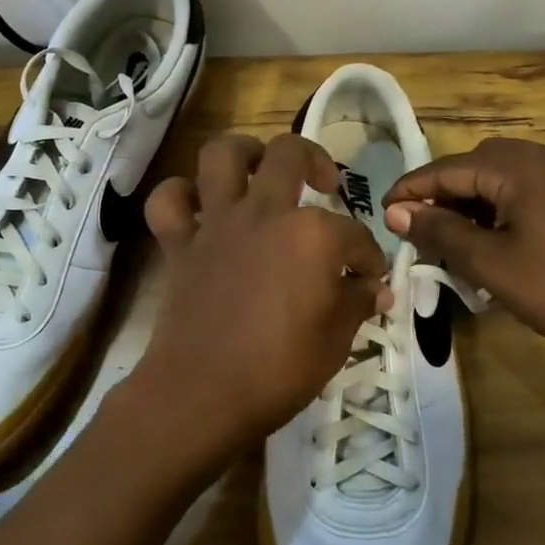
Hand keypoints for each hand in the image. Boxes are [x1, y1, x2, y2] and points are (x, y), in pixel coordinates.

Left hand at [131, 134, 393, 469]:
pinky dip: (180, 196)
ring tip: (259, 168)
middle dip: (316, 160)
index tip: (370, 279)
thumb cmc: (280, 370)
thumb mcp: (336, 340)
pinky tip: (199, 207)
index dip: (368, 257)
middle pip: (290, 154)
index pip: (354, 235)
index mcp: (311, 235)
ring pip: (222, 154)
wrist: (203, 393)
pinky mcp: (180, 244)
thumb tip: (376, 288)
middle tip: (324, 184)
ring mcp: (217, 223)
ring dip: (243, 151)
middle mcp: (264, 213)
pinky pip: (168, 201)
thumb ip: (357, 303)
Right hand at [383, 137, 544, 358]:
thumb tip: (396, 212)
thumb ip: (439, 230)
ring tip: (447, 230)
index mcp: (523, 168)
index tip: (383, 209)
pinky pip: (526, 185)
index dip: (413, 188)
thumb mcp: (488, 263)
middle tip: (416, 223)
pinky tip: (486, 231)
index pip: (450, 168)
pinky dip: (499, 201)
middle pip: (476, 163)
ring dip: (470, 196)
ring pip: (502, 173)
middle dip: (442, 190)